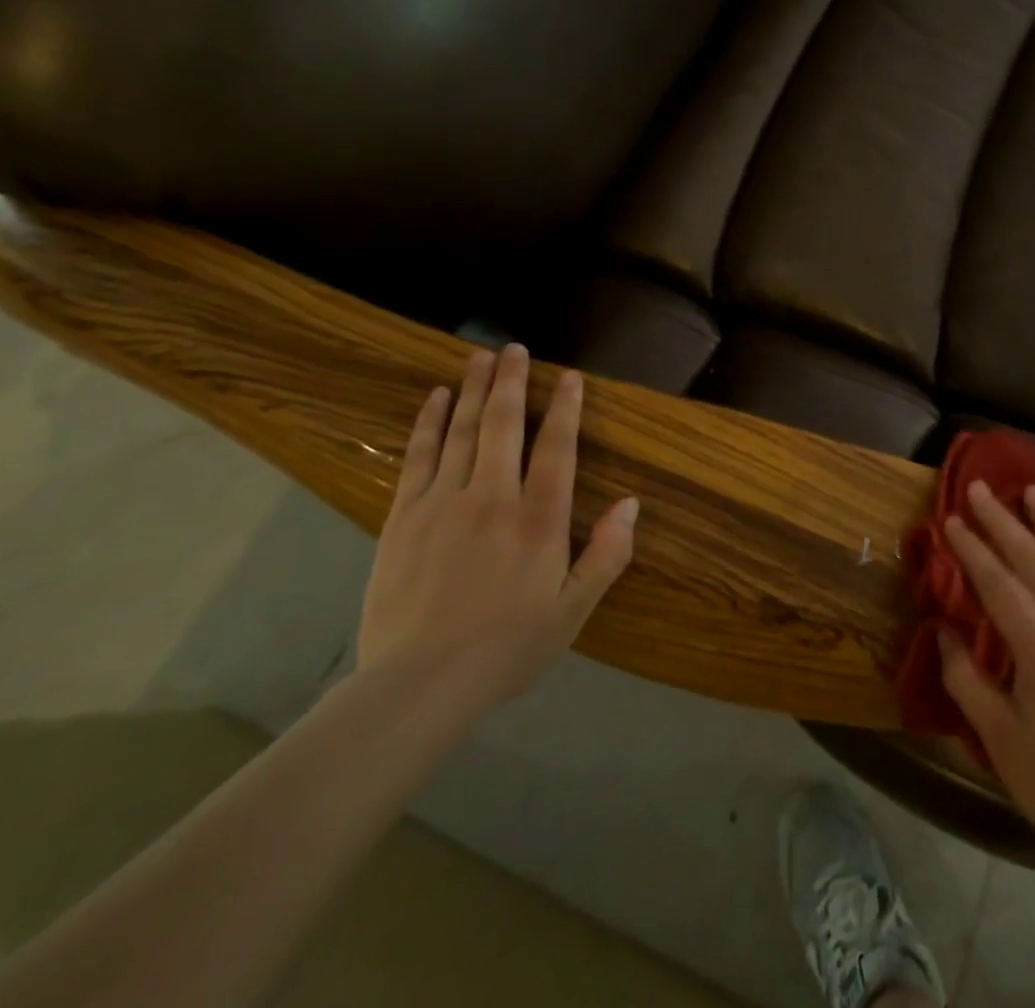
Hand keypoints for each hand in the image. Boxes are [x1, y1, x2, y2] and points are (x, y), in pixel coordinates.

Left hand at [357, 343, 637, 711]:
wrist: (418, 685)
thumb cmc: (507, 648)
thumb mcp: (573, 611)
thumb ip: (606, 555)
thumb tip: (631, 504)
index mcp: (540, 519)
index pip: (558, 449)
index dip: (566, 409)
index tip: (569, 377)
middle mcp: (493, 497)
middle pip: (505, 425)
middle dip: (513, 382)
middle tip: (515, 348)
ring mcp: (444, 502)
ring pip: (464, 431)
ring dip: (475, 389)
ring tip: (481, 356)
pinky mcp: (403, 516)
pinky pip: (419, 456)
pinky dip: (430, 423)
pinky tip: (437, 399)